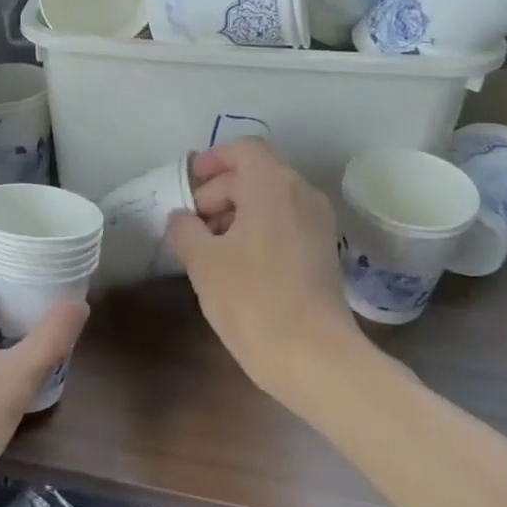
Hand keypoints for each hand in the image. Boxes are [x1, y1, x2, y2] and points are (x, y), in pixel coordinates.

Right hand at [165, 139, 358, 410]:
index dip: (213, 160)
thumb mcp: (202, 261)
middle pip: (256, 174)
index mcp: (273, 185)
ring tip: (208, 246)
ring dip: (238, 213)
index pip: (243, 150)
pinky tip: (236, 264)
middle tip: (190, 223)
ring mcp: (318, 224)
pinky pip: (285, 223)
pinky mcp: (324, 252)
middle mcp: (302, 194)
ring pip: (271, 200)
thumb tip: (182, 219)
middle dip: (219, 192)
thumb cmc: (252, 298)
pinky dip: (259, 230)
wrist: (314, 356)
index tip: (189, 184)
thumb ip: (185, 229)